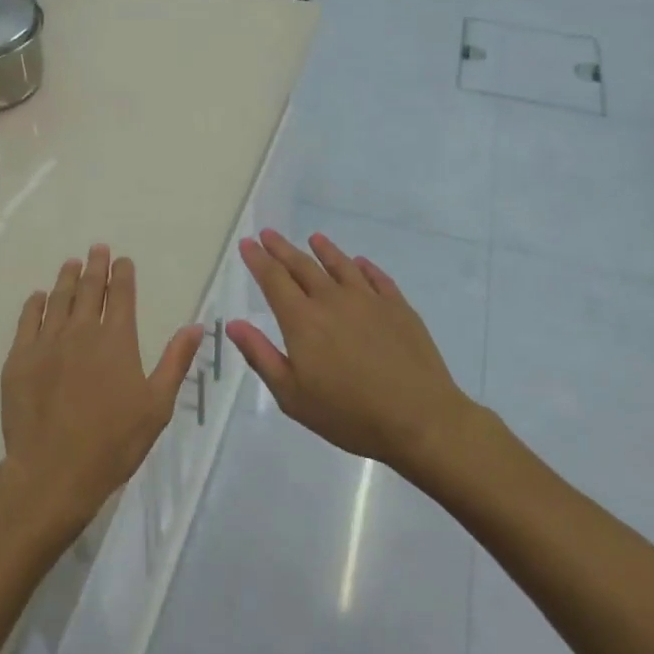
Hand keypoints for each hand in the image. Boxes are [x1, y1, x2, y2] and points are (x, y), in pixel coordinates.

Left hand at [0, 245, 203, 540]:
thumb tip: (196, 326)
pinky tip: (38, 297)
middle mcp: (81, 331)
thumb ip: (175, 361)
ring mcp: (46, 343)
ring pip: (57, 299)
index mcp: (117, 340)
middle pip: (88, 289)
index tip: (122, 260)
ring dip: (66, 278)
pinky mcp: (20, 359)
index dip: (122, 273)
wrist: (53, 471)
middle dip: (94, 266)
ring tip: (70, 263)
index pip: (120, 294)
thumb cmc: (114, 442)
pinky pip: (27, 320)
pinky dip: (35, 304)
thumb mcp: (157, 405)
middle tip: (97, 249)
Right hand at [226, 230, 469, 469]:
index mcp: (302, 320)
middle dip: (282, 249)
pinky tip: (359, 263)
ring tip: (314, 238)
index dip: (258, 260)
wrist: (418, 419)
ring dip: (324, 249)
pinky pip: (376, 278)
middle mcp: (332, 300)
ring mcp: (369, 300)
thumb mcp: (292, 395)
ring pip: (341, 265)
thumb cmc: (348, 414)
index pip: (274, 279)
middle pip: (303, 266)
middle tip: (268, 234)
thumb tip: (234, 324)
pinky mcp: (398, 307)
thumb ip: (261, 356)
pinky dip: (363, 267)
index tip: (248, 243)